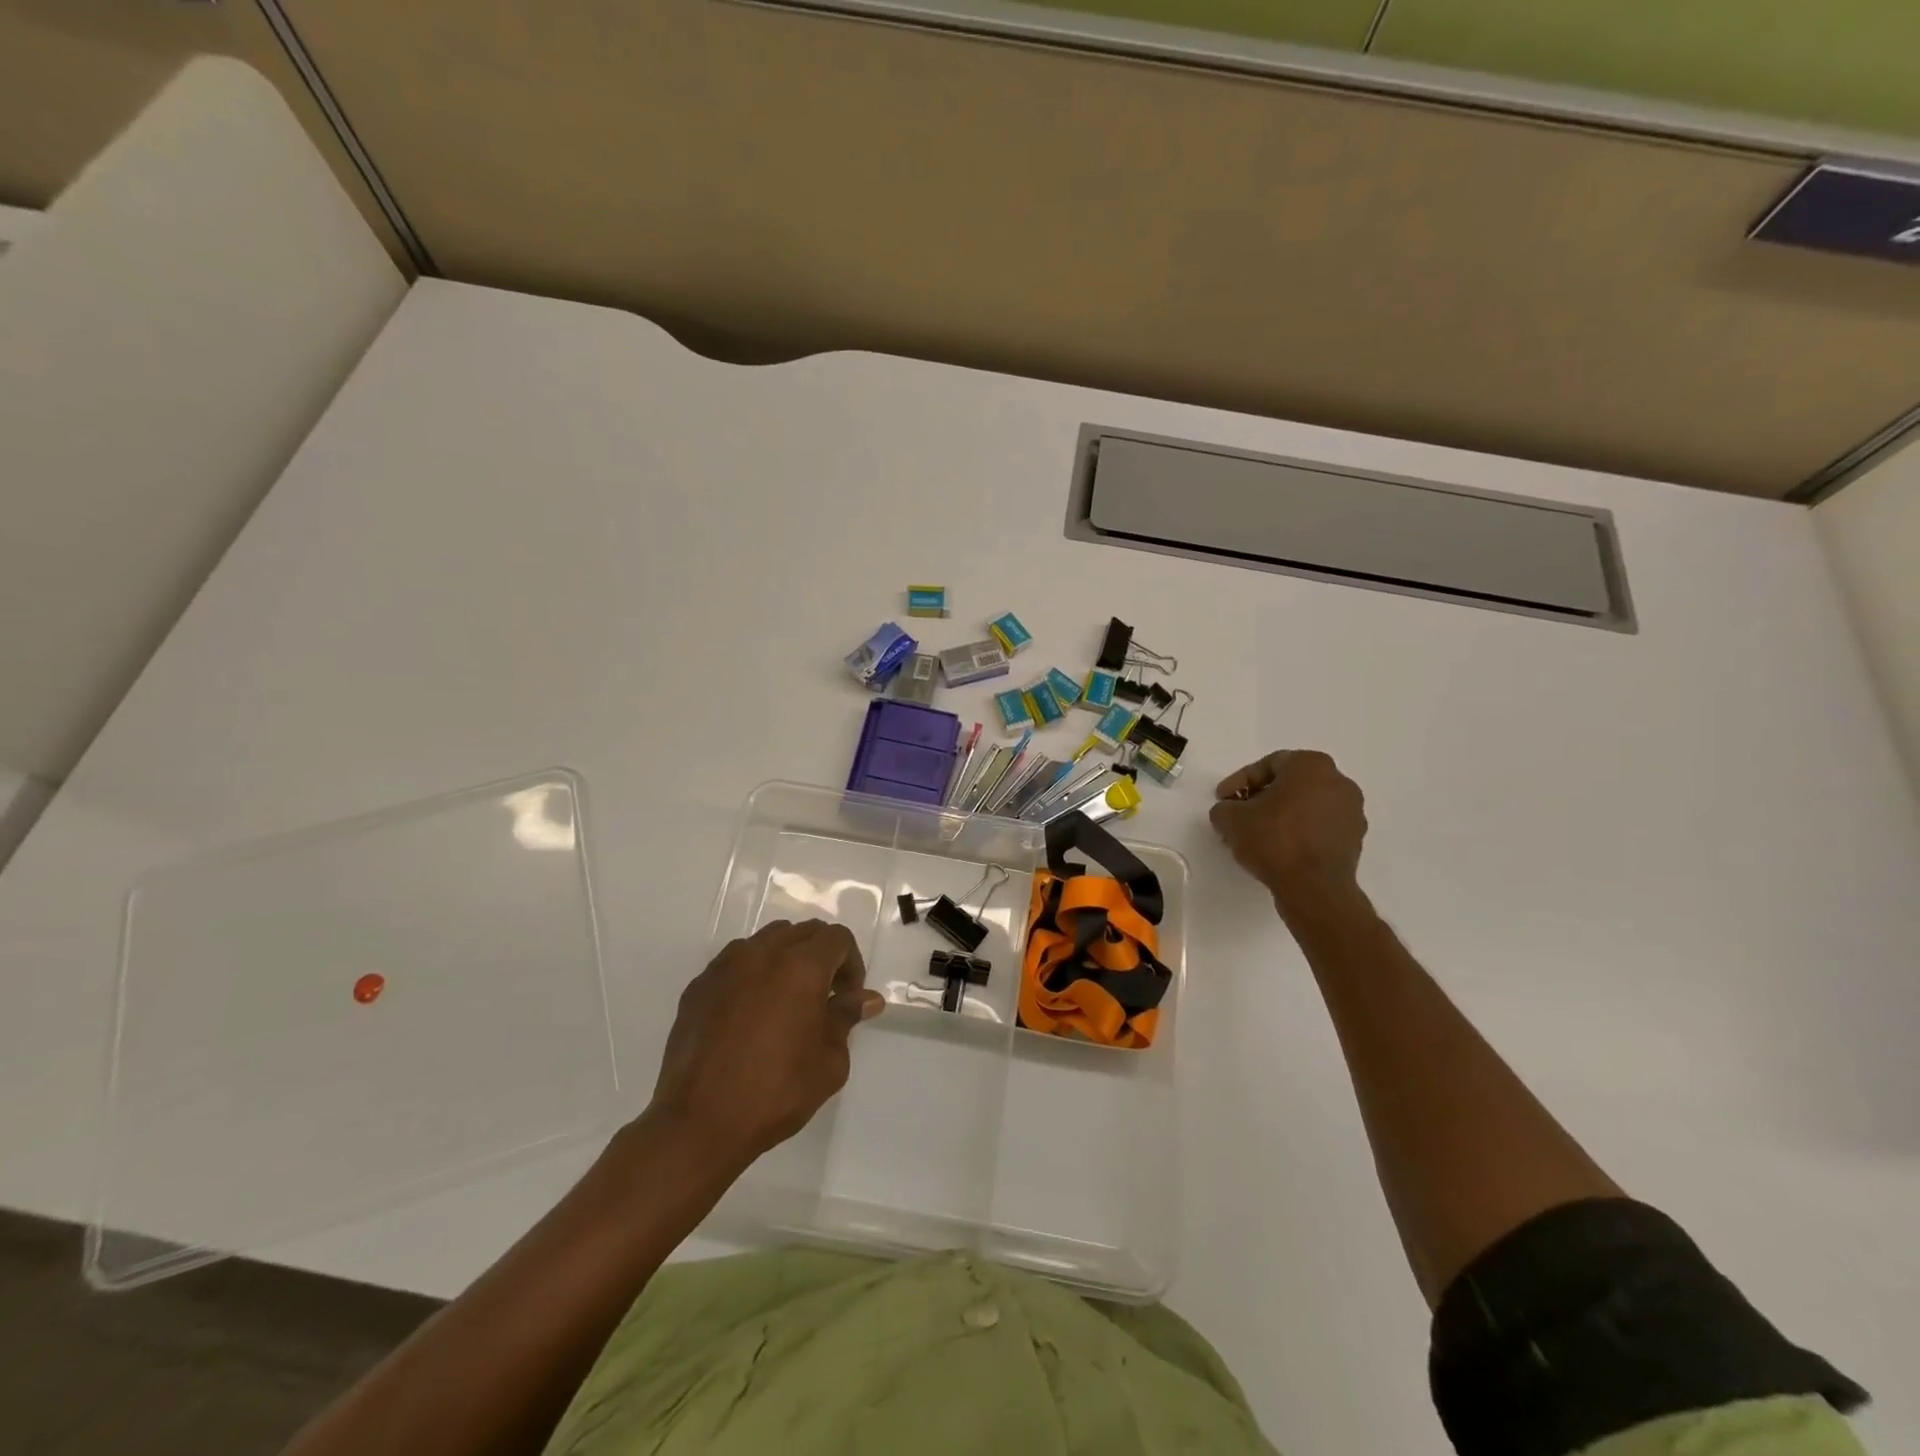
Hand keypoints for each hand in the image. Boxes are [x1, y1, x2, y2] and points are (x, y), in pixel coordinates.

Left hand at [648, 920, 883, 1171]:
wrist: (698, 1123)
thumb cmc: (774, 1093)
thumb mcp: (828, 1061)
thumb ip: (846, 1018)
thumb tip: (867, 999)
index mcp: (801, 967)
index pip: (837, 938)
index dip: (851, 964)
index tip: (847, 999)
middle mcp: (763, 953)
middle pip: (803, 932)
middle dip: (822, 957)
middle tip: (823, 999)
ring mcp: (726, 966)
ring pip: (768, 941)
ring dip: (787, 959)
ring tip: (786, 1002)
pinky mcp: (699, 985)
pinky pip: (736, 962)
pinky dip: (753, 974)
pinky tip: (751, 1014)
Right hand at [1209, 750, 1367, 910]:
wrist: (1313, 887)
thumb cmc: (1274, 839)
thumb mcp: (1231, 819)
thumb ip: (1224, 808)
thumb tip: (1228, 811)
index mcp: (1311, 765)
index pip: (1268, 765)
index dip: (1239, 782)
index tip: (1223, 799)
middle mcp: (1338, 781)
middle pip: (1290, 784)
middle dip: (1262, 798)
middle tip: (1239, 814)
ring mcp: (1352, 811)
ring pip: (1306, 806)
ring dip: (1281, 816)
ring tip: (1256, 836)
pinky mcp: (1355, 839)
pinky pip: (1319, 827)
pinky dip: (1299, 832)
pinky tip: (1279, 849)